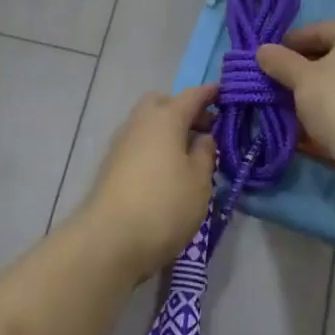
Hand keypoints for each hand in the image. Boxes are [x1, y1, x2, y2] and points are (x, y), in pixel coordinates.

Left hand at [79, 86, 217, 278]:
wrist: (109, 240)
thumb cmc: (164, 205)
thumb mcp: (199, 180)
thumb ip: (205, 152)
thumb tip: (202, 137)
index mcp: (165, 117)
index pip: (192, 95)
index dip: (210, 94)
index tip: (225, 94)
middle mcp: (140, 122)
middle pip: (163, 103)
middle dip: (184, 110)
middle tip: (205, 131)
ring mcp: (122, 143)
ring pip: (148, 123)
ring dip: (168, 130)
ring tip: (189, 156)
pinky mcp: (111, 165)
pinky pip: (139, 143)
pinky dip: (155, 146)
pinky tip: (168, 171)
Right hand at [256, 21, 334, 173]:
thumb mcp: (302, 79)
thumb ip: (280, 62)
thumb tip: (263, 51)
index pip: (314, 31)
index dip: (286, 47)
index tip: (265, 64)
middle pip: (329, 58)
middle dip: (300, 75)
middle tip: (274, 89)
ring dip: (314, 97)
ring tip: (288, 113)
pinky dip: (331, 114)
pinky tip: (309, 132)